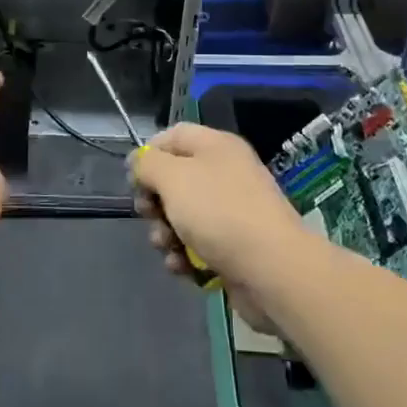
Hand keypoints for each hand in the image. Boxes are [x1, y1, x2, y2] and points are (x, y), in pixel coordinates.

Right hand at [131, 123, 312, 306]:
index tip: (133, 178)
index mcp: (216, 146)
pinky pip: (198, 245)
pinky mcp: (234, 247)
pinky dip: (185, 255)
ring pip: (183, 216)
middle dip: (154, 200)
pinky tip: (182, 267)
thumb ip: (148, 163)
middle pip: (175, 179)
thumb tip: (138, 160)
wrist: (272, 270)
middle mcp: (225, 174)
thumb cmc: (219, 213)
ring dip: (165, 232)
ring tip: (166, 246)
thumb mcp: (174, 178)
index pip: (174, 136)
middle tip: (148, 214)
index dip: (149, 153)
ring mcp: (231, 212)